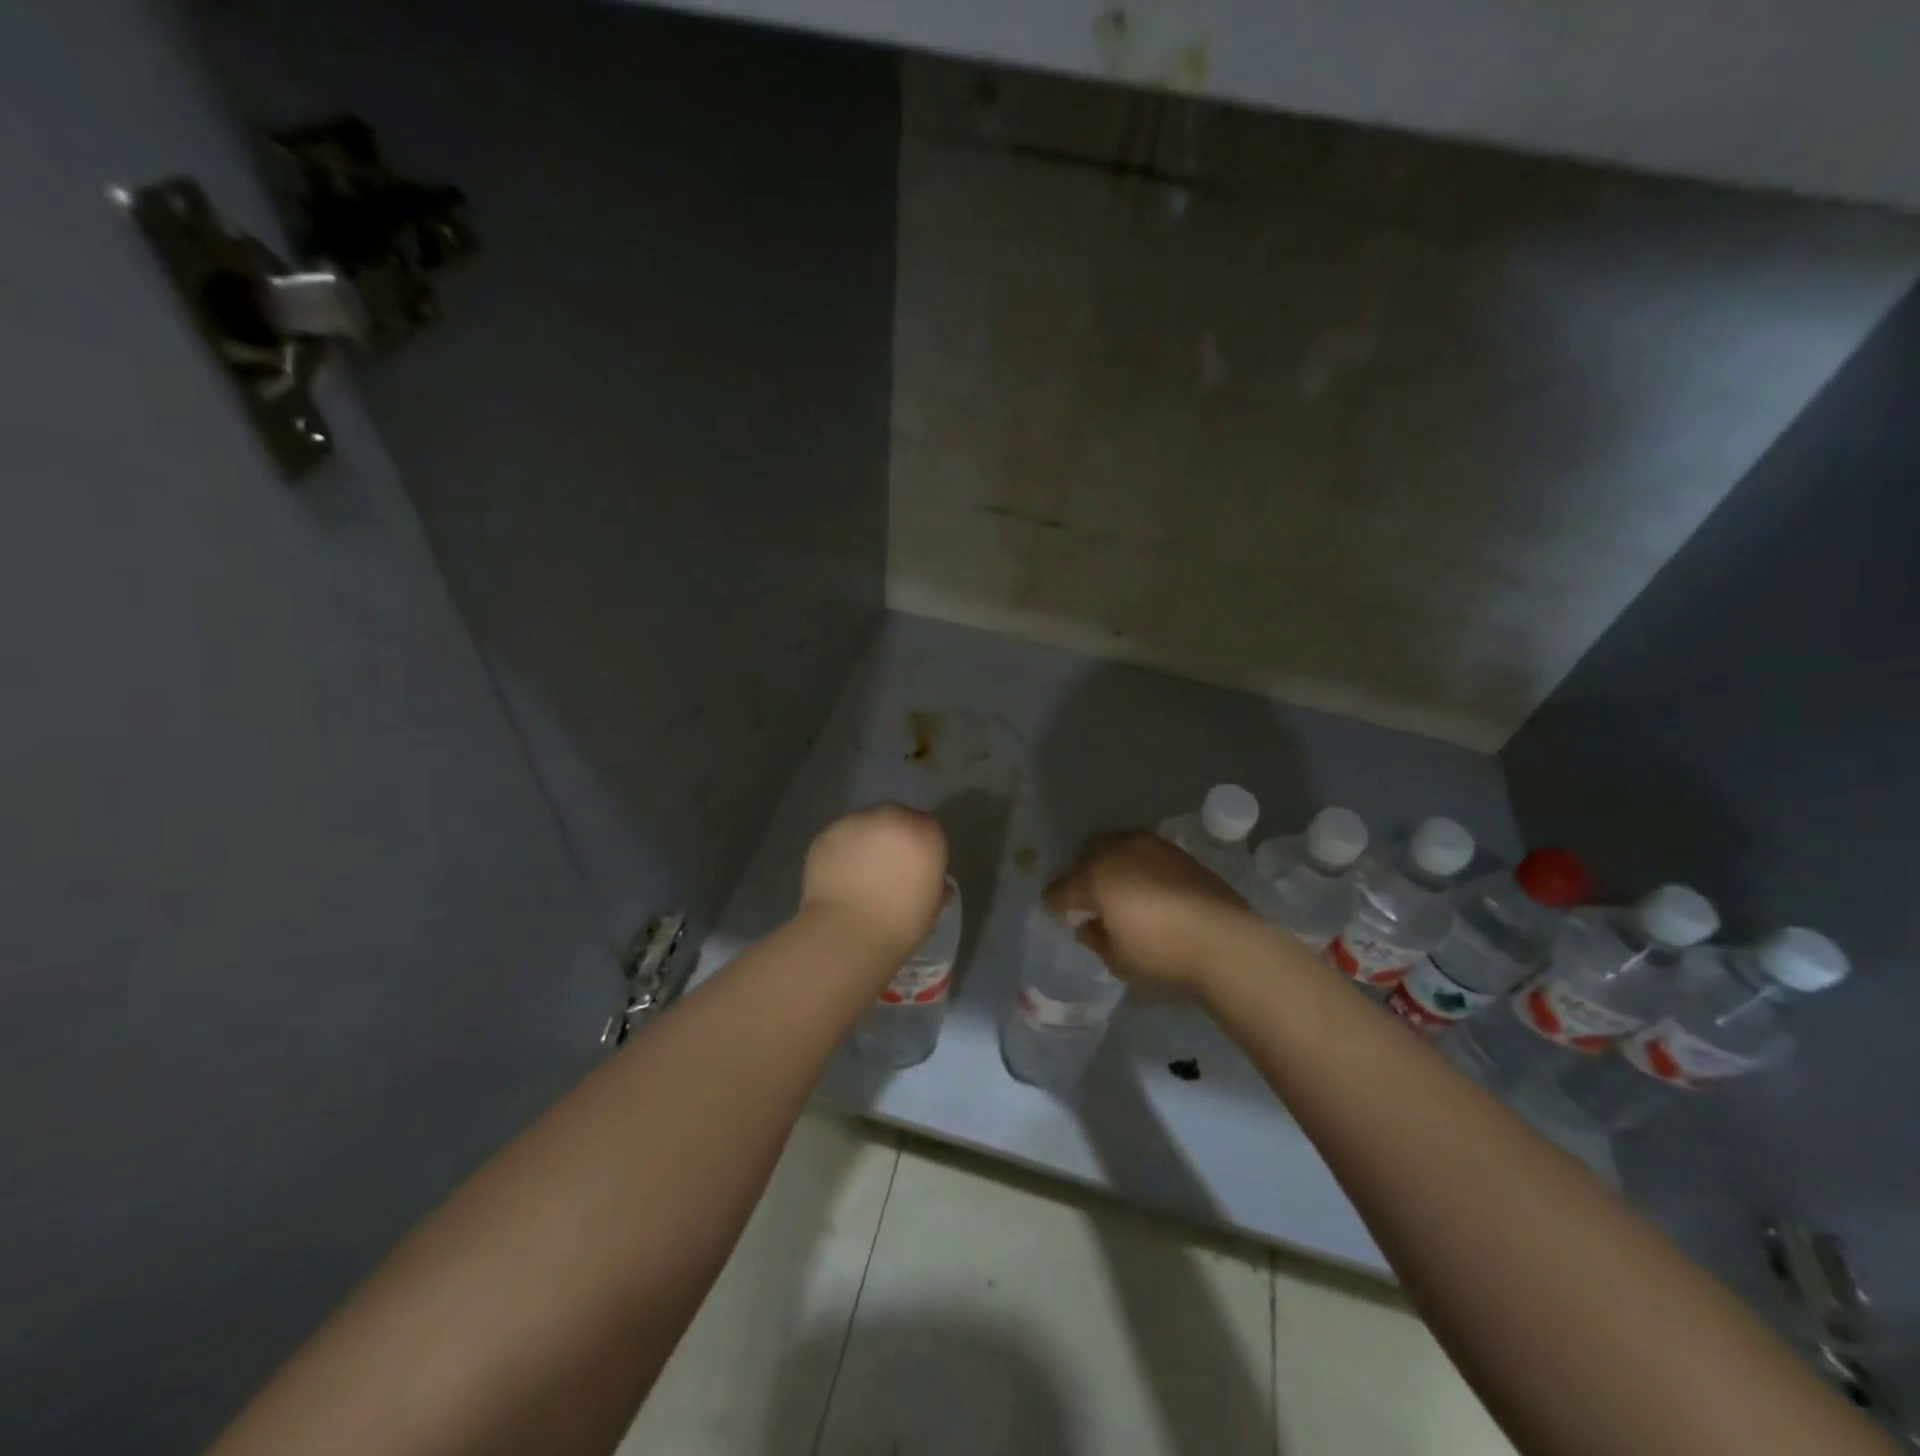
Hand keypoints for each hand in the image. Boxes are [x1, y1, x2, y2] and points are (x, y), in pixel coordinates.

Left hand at [799, 803, 949, 961]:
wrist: (846, 933)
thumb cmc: (900, 925)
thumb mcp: (932, 908)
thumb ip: (935, 885)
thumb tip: (933, 881)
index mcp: (925, 832)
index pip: (929, 829)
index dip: (922, 849)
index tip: (916, 870)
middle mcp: (891, 817)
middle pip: (897, 819)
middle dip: (894, 839)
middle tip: (887, 870)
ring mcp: (855, 822)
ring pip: (866, 826)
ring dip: (866, 842)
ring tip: (859, 875)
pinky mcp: (826, 834)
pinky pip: (840, 839)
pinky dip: (842, 852)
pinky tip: (839, 878)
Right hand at [1046, 831, 1255, 994]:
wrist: (1225, 941)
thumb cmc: (1163, 955)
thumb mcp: (1118, 960)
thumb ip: (1095, 939)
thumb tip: (1087, 925)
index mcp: (1093, 878)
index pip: (1060, 889)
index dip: (1054, 905)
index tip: (1058, 917)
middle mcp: (1116, 852)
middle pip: (1085, 856)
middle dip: (1080, 875)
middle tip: (1087, 899)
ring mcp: (1148, 846)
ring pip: (1114, 845)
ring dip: (1108, 863)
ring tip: (1117, 887)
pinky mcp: (1176, 851)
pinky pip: (1142, 850)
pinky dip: (1135, 863)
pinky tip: (1145, 885)